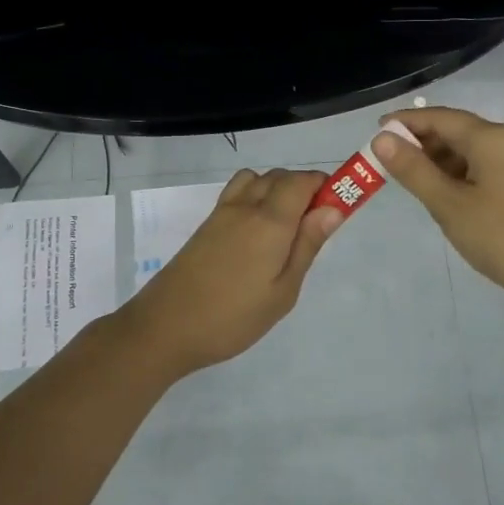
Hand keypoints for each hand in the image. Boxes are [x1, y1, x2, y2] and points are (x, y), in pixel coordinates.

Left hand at [117, 168, 341, 377]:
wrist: (165, 327)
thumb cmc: (233, 318)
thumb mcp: (283, 291)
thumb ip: (307, 245)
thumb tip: (332, 208)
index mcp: (271, 221)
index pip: (303, 180)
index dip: (325, 185)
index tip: (338, 208)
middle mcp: (246, 206)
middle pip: (281, 176)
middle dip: (304, 188)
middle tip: (314, 228)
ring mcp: (222, 212)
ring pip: (258, 180)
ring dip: (278, 189)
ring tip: (285, 229)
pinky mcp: (206, 224)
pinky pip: (238, 192)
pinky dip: (255, 196)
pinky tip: (256, 232)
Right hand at [373, 107, 503, 306]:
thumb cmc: (500, 237)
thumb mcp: (448, 205)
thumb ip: (413, 170)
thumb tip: (382, 138)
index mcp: (493, 138)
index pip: (441, 118)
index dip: (407, 122)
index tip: (378, 130)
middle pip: (459, 130)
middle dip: (423, 141)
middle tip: (390, 160)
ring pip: (474, 148)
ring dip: (442, 158)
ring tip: (413, 178)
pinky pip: (488, 163)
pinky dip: (462, 170)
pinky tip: (447, 190)